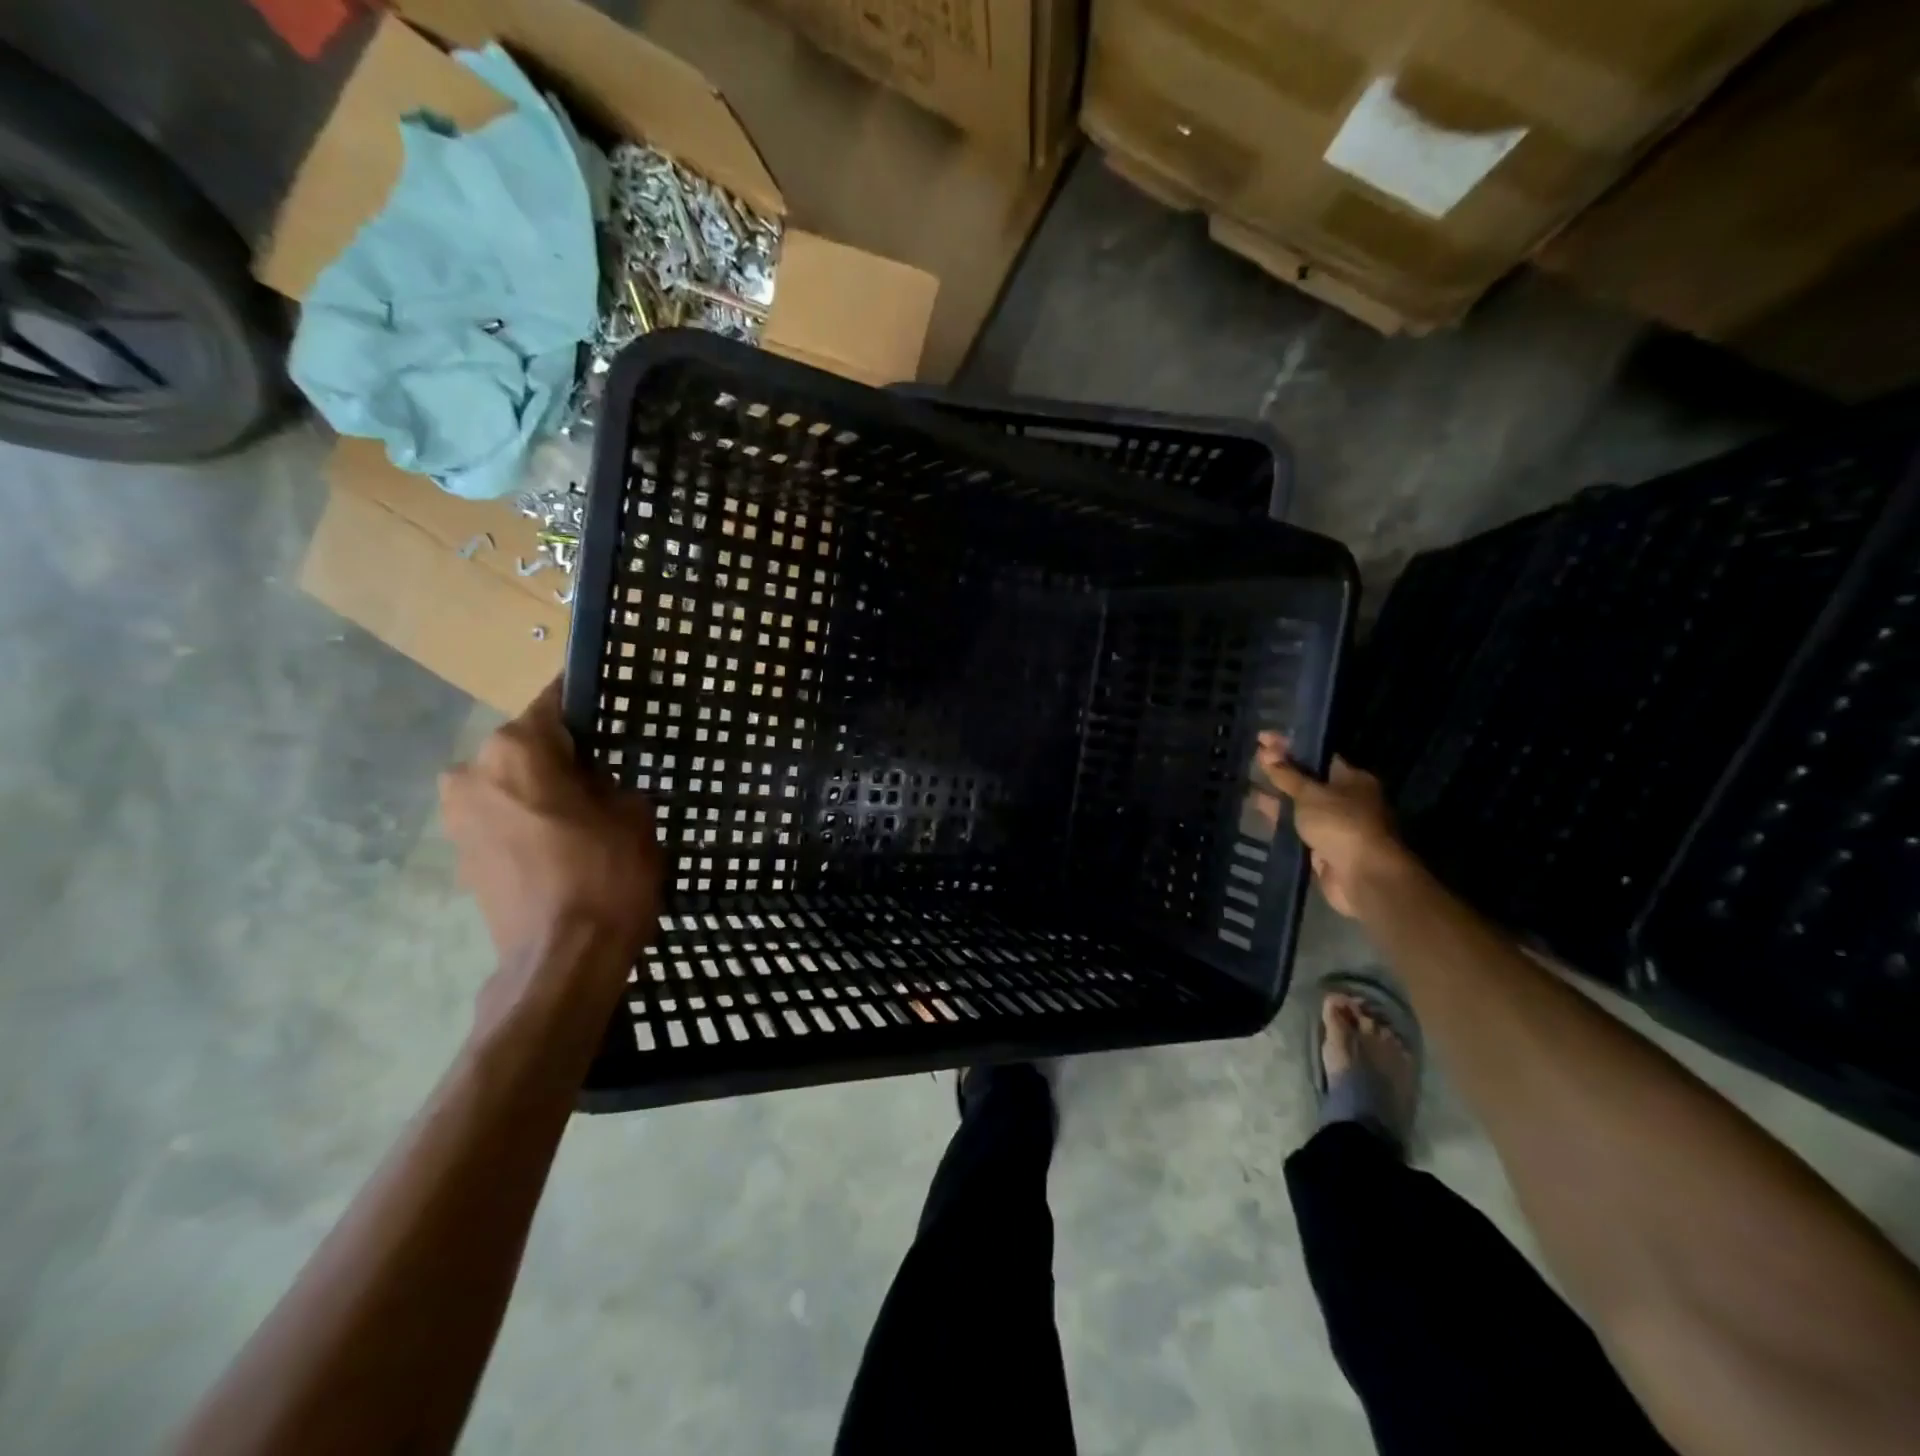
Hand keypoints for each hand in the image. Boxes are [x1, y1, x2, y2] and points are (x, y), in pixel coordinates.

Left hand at [440, 679, 664, 972]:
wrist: (562, 960)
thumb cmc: (605, 874)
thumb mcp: (634, 814)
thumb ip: (612, 782)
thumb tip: (595, 783)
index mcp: (516, 749)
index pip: (555, 702)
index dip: (589, 704)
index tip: (614, 708)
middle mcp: (473, 772)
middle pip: (528, 746)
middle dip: (565, 756)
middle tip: (609, 774)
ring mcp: (458, 818)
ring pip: (512, 784)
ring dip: (544, 791)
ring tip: (588, 815)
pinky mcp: (461, 856)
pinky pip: (502, 820)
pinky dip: (529, 823)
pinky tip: (564, 846)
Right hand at [1255, 732, 1409, 917]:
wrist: (1363, 877)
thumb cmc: (1341, 824)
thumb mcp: (1310, 794)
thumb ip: (1286, 775)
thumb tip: (1266, 751)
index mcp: (1352, 778)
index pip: (1317, 755)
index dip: (1289, 745)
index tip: (1261, 738)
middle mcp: (1346, 799)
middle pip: (1308, 780)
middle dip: (1281, 772)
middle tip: (1251, 760)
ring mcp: (1334, 825)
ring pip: (1300, 806)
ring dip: (1277, 798)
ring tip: (1246, 784)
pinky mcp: (1322, 848)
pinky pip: (1296, 829)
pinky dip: (1279, 821)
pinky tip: (1256, 812)